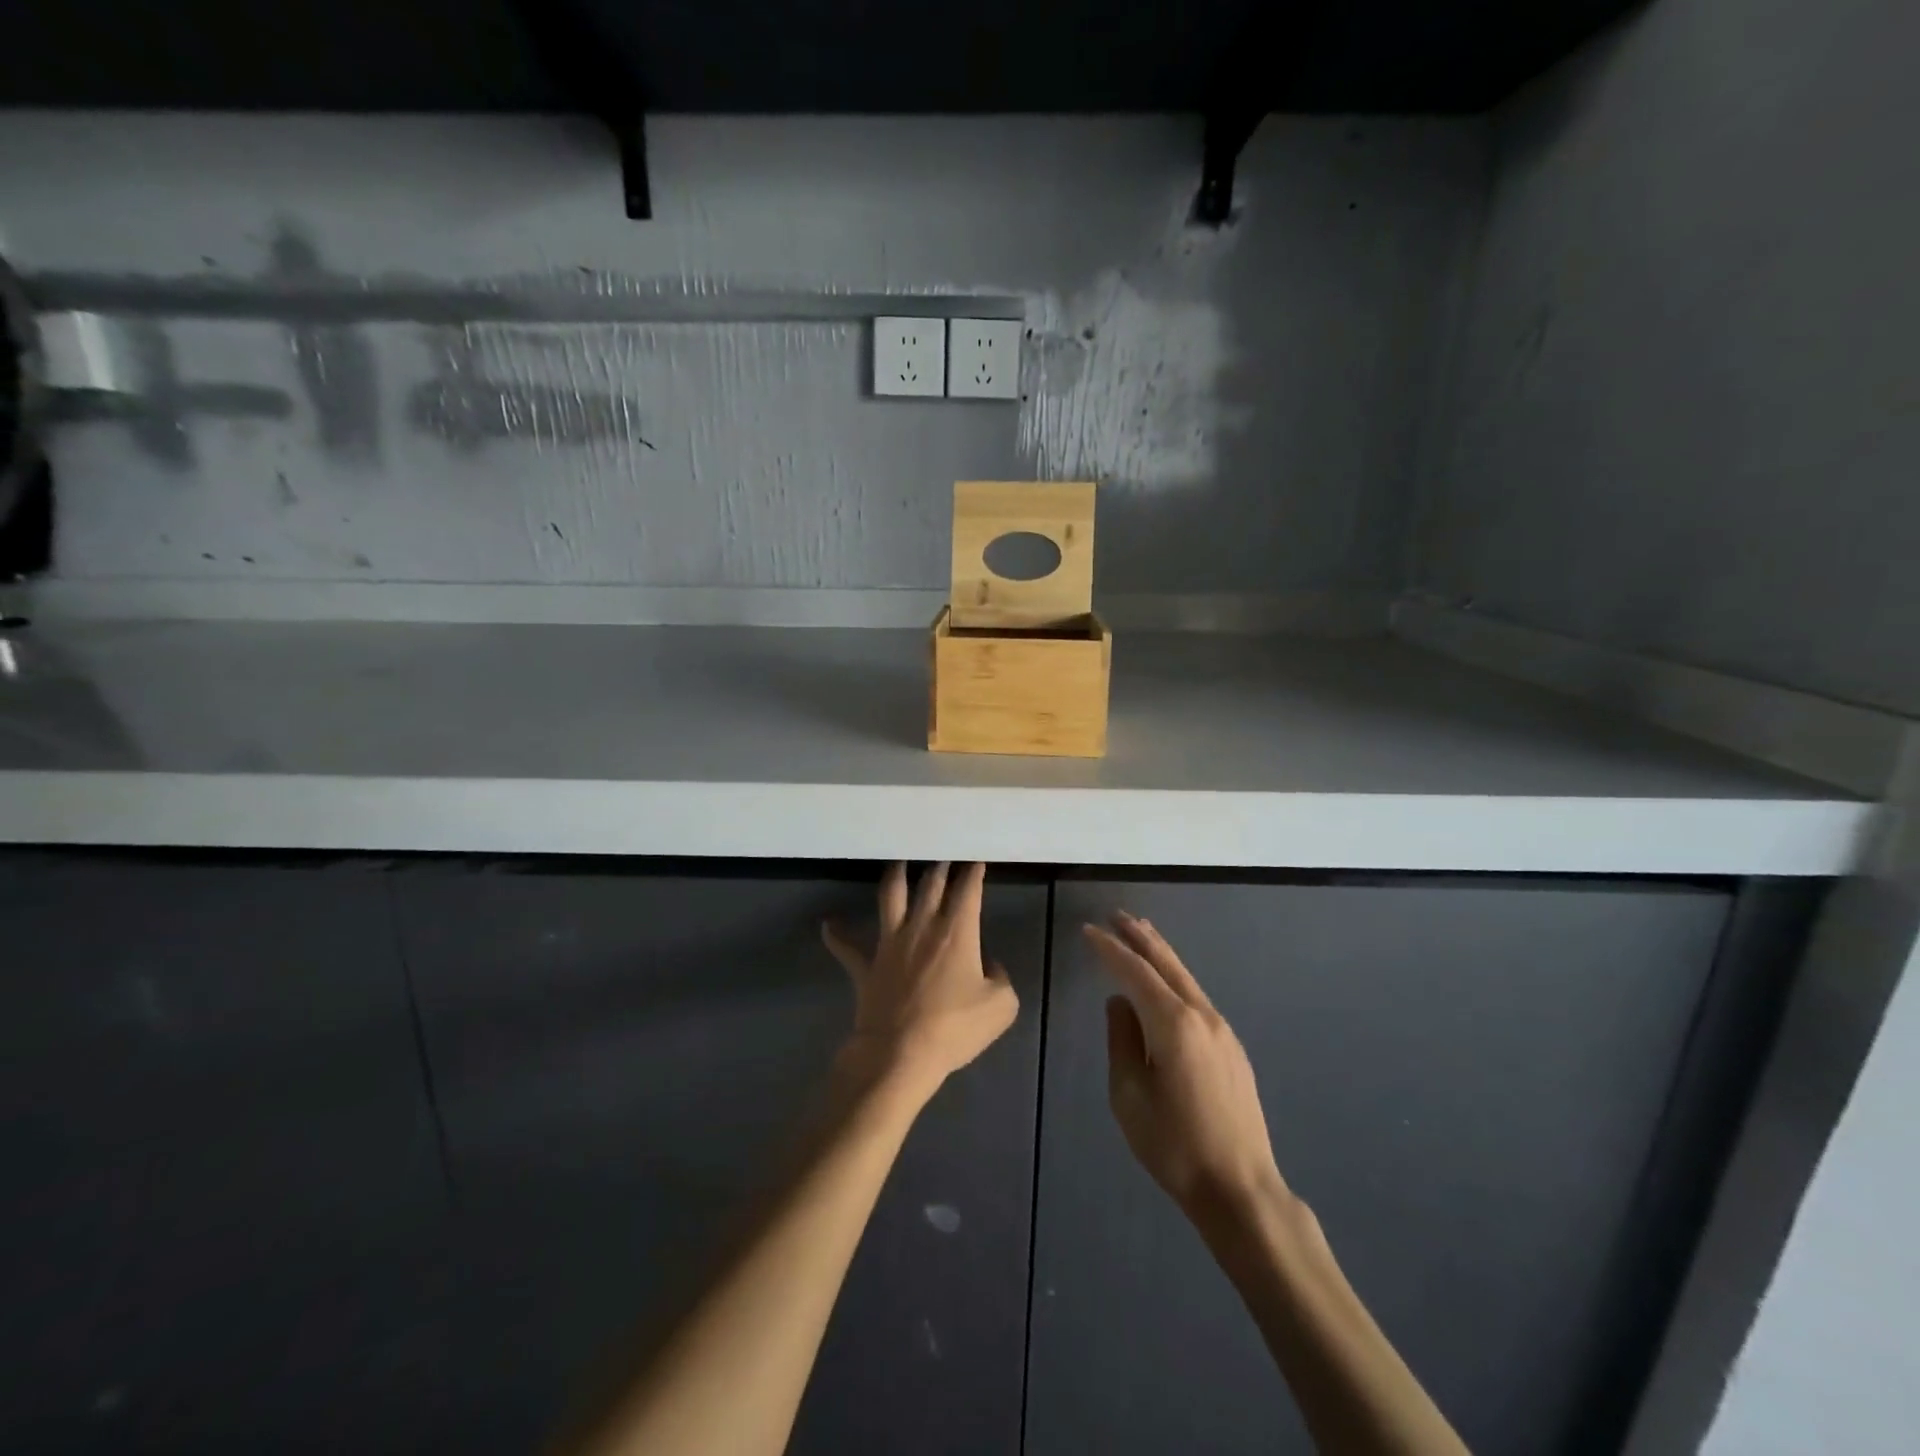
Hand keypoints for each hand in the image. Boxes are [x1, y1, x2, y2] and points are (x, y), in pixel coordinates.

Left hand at [823, 863, 1018, 1096]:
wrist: (901, 1053)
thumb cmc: (955, 1028)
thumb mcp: (1000, 1006)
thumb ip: (1000, 978)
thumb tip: (988, 966)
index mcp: (957, 932)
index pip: (967, 890)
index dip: (972, 872)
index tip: (975, 860)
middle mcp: (922, 927)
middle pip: (930, 885)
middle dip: (939, 867)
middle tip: (942, 856)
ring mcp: (889, 944)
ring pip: (891, 898)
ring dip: (894, 876)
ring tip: (897, 861)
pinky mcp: (866, 966)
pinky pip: (847, 947)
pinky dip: (837, 934)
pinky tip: (829, 924)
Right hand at [1084, 911, 1288, 1219]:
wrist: (1240, 1187)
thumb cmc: (1174, 1145)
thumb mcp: (1128, 1094)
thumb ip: (1121, 1040)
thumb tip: (1119, 1003)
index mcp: (1173, 1023)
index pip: (1135, 972)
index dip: (1109, 949)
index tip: (1088, 931)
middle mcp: (1202, 1015)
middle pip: (1167, 964)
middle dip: (1140, 937)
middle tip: (1116, 915)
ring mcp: (1222, 1030)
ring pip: (1185, 977)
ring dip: (1160, 953)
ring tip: (1139, 933)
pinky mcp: (1232, 1048)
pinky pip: (1196, 998)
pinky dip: (1175, 978)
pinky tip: (1165, 982)